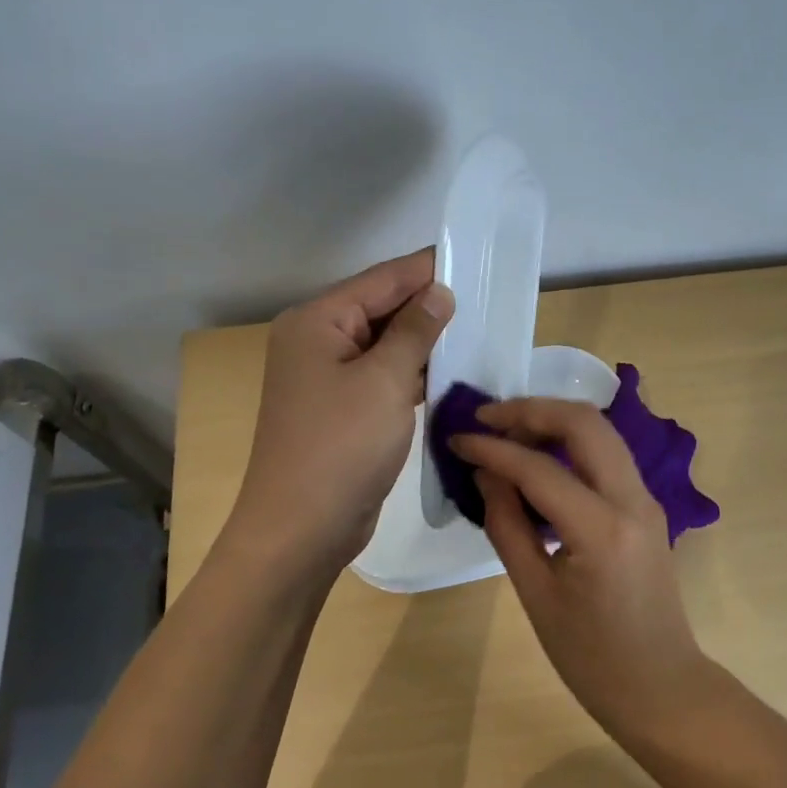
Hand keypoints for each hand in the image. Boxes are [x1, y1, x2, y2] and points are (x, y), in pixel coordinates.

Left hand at [225, 249, 453, 579]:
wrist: (301, 529)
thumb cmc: (341, 445)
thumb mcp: (385, 380)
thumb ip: (415, 330)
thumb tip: (438, 292)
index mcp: (317, 321)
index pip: (381, 279)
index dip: (426, 269)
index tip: (473, 258)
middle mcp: (318, 341)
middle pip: (381, 309)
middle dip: (429, 305)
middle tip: (485, 296)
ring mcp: (328, 377)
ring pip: (385, 345)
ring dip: (425, 341)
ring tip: (478, 329)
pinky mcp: (343, 409)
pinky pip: (383, 376)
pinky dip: (413, 373)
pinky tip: (451, 371)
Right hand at [450, 399, 711, 735]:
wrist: (661, 687)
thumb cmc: (592, 657)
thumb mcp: (536, 595)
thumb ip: (507, 525)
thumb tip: (486, 472)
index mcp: (602, 530)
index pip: (540, 468)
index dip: (493, 448)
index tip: (457, 438)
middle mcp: (632, 500)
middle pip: (584, 422)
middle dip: (531, 410)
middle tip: (486, 418)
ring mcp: (646, 498)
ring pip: (600, 430)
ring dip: (552, 419)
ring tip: (506, 429)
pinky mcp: (646, 505)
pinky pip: (606, 454)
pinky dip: (570, 441)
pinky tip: (537, 455)